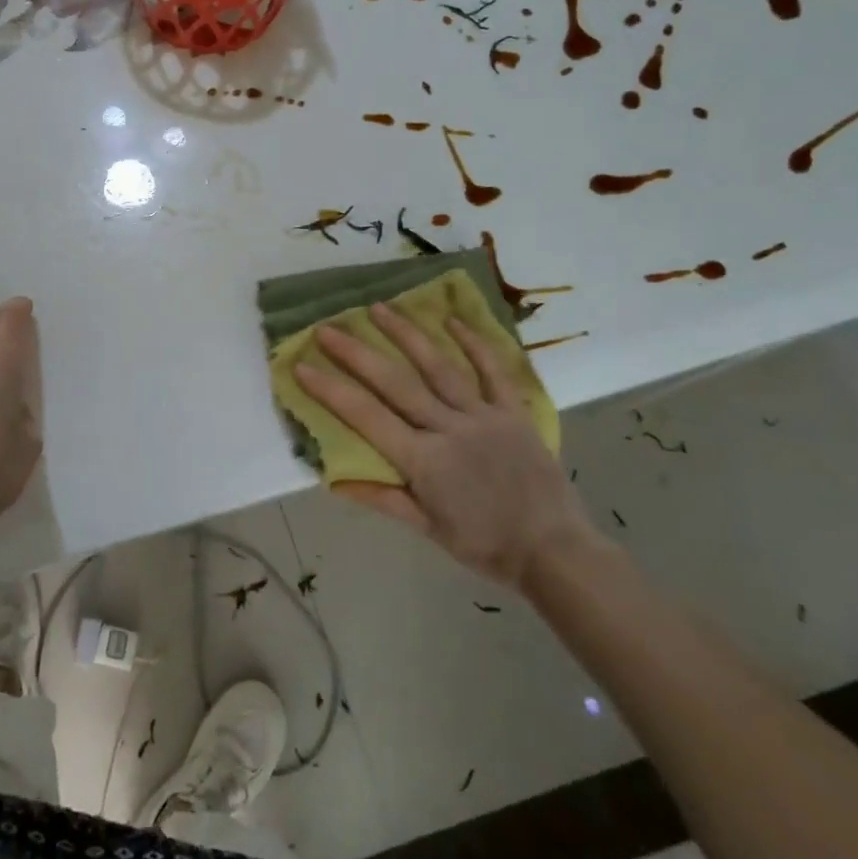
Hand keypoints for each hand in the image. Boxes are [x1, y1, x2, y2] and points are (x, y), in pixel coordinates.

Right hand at [295, 302, 589, 591]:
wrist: (555, 551)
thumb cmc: (485, 545)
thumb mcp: (428, 530)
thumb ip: (383, 498)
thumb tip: (334, 480)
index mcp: (423, 461)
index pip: (366, 417)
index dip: (331, 391)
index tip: (302, 366)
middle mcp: (449, 429)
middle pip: (396, 383)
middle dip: (358, 353)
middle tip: (328, 327)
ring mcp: (484, 416)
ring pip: (439, 368)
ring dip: (407, 335)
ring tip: (380, 308)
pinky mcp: (513, 413)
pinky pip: (493, 372)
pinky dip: (474, 344)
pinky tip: (451, 320)